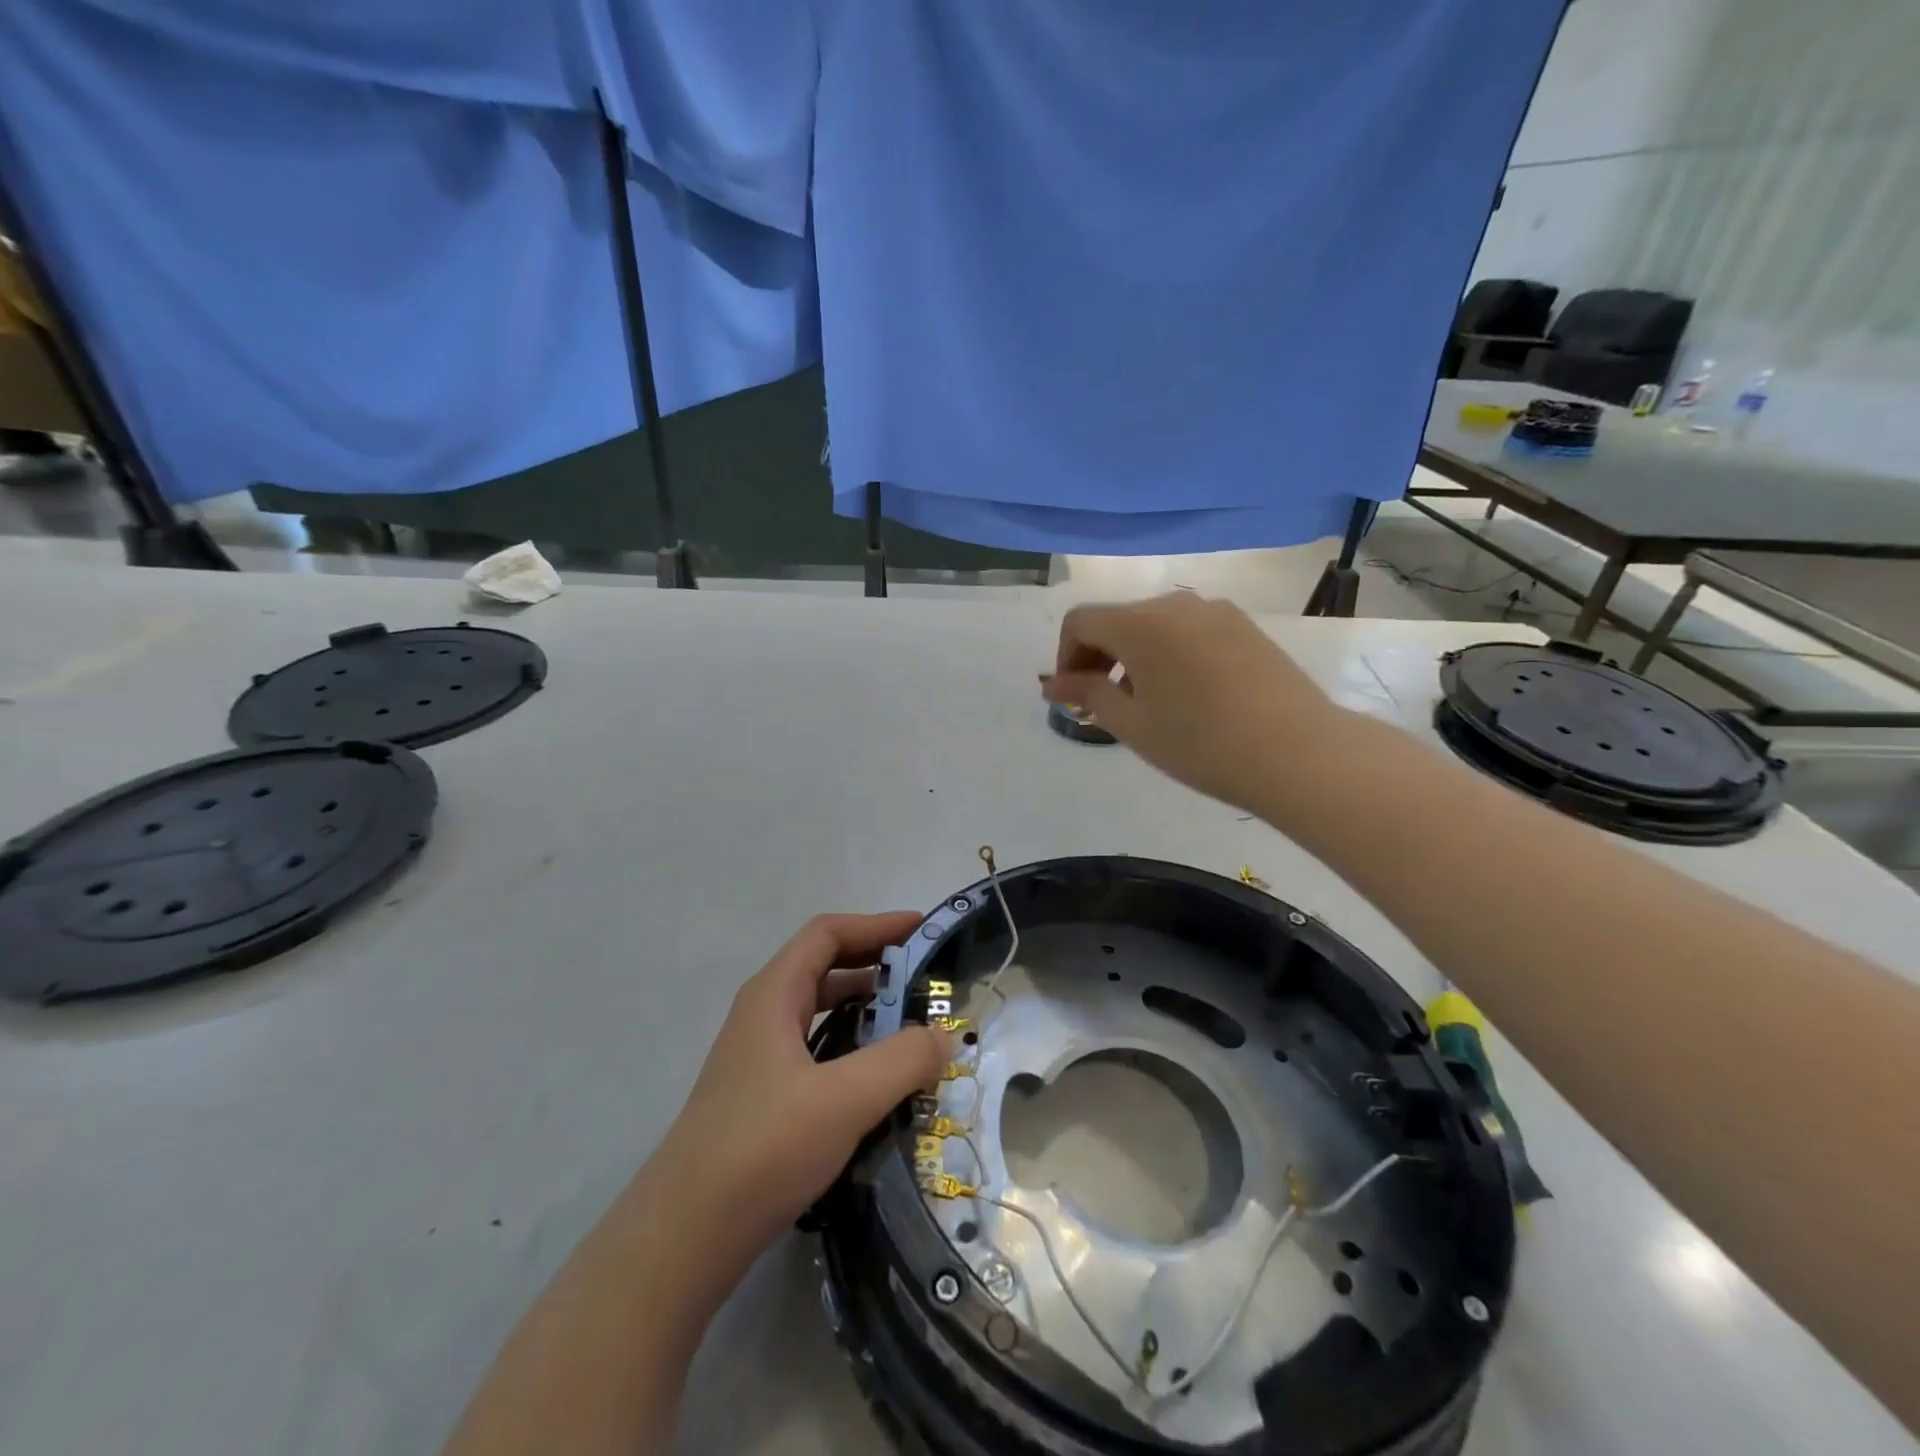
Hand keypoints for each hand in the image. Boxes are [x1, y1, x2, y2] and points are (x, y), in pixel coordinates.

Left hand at [649, 913, 949, 1262]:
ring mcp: (757, 1058)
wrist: (684, 1236)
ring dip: (864, 1008)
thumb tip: (942, 1036)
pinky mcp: (761, 1097)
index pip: (827, 935)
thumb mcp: (844, 1099)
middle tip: (924, 979)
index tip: (921, 929)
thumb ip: (902, 1060)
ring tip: (910, 1026)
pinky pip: (815, 1051)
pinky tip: (876, 1080)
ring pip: (818, 1012)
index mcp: (773, 995)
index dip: (875, 925)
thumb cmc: (763, 1148)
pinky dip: (851, 1047)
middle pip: (823, 967)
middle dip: (875, 965)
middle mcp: (762, 1015)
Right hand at [1039, 592, 1342, 811]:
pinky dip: (1170, 655)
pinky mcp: (1245, 627)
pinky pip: (1190, 631)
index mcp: (1140, 623)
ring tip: (1148, 705)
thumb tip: (1052, 684)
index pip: (1080, 621)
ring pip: (1155, 626)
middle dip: (1099, 658)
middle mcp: (1176, 604)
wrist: (1298, 752)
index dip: (1066, 657)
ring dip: (1135, 657)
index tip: (1075, 698)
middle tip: (1103, 707)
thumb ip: (1087, 694)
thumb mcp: (1132, 724)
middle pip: (1118, 620)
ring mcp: (1216, 612)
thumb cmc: (1200, 743)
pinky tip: (1189, 696)